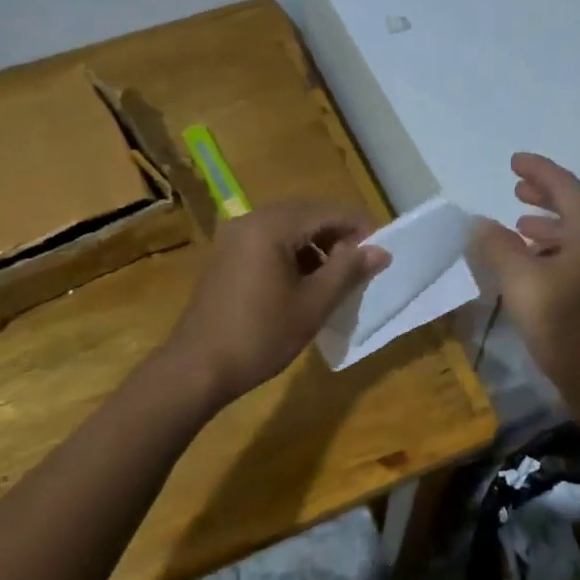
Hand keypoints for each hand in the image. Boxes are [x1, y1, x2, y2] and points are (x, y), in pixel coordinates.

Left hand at [163, 201, 388, 403]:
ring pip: (286, 229)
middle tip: (362, 265)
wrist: (198, 367)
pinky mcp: (225, 257)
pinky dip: (292, 254)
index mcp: (272, 226)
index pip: (327, 211)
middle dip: (337, 236)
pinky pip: (268, 242)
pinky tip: (304, 284)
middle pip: (306, 215)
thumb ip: (348, 271)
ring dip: (315, 246)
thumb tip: (380, 250)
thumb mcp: (313, 304)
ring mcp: (233, 238)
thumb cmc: (261, 335)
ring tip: (336, 278)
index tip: (381, 252)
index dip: (359, 227)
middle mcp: (250, 221)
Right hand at [467, 153, 579, 407]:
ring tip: (522, 229)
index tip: (514, 162)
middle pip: (578, 208)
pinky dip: (559, 253)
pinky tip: (538, 271)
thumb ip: (498, 248)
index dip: (539, 171)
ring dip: (552, 228)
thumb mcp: (522, 283)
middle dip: (547, 196)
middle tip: (517, 191)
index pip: (565, 187)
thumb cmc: (567, 326)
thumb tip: (479, 222)